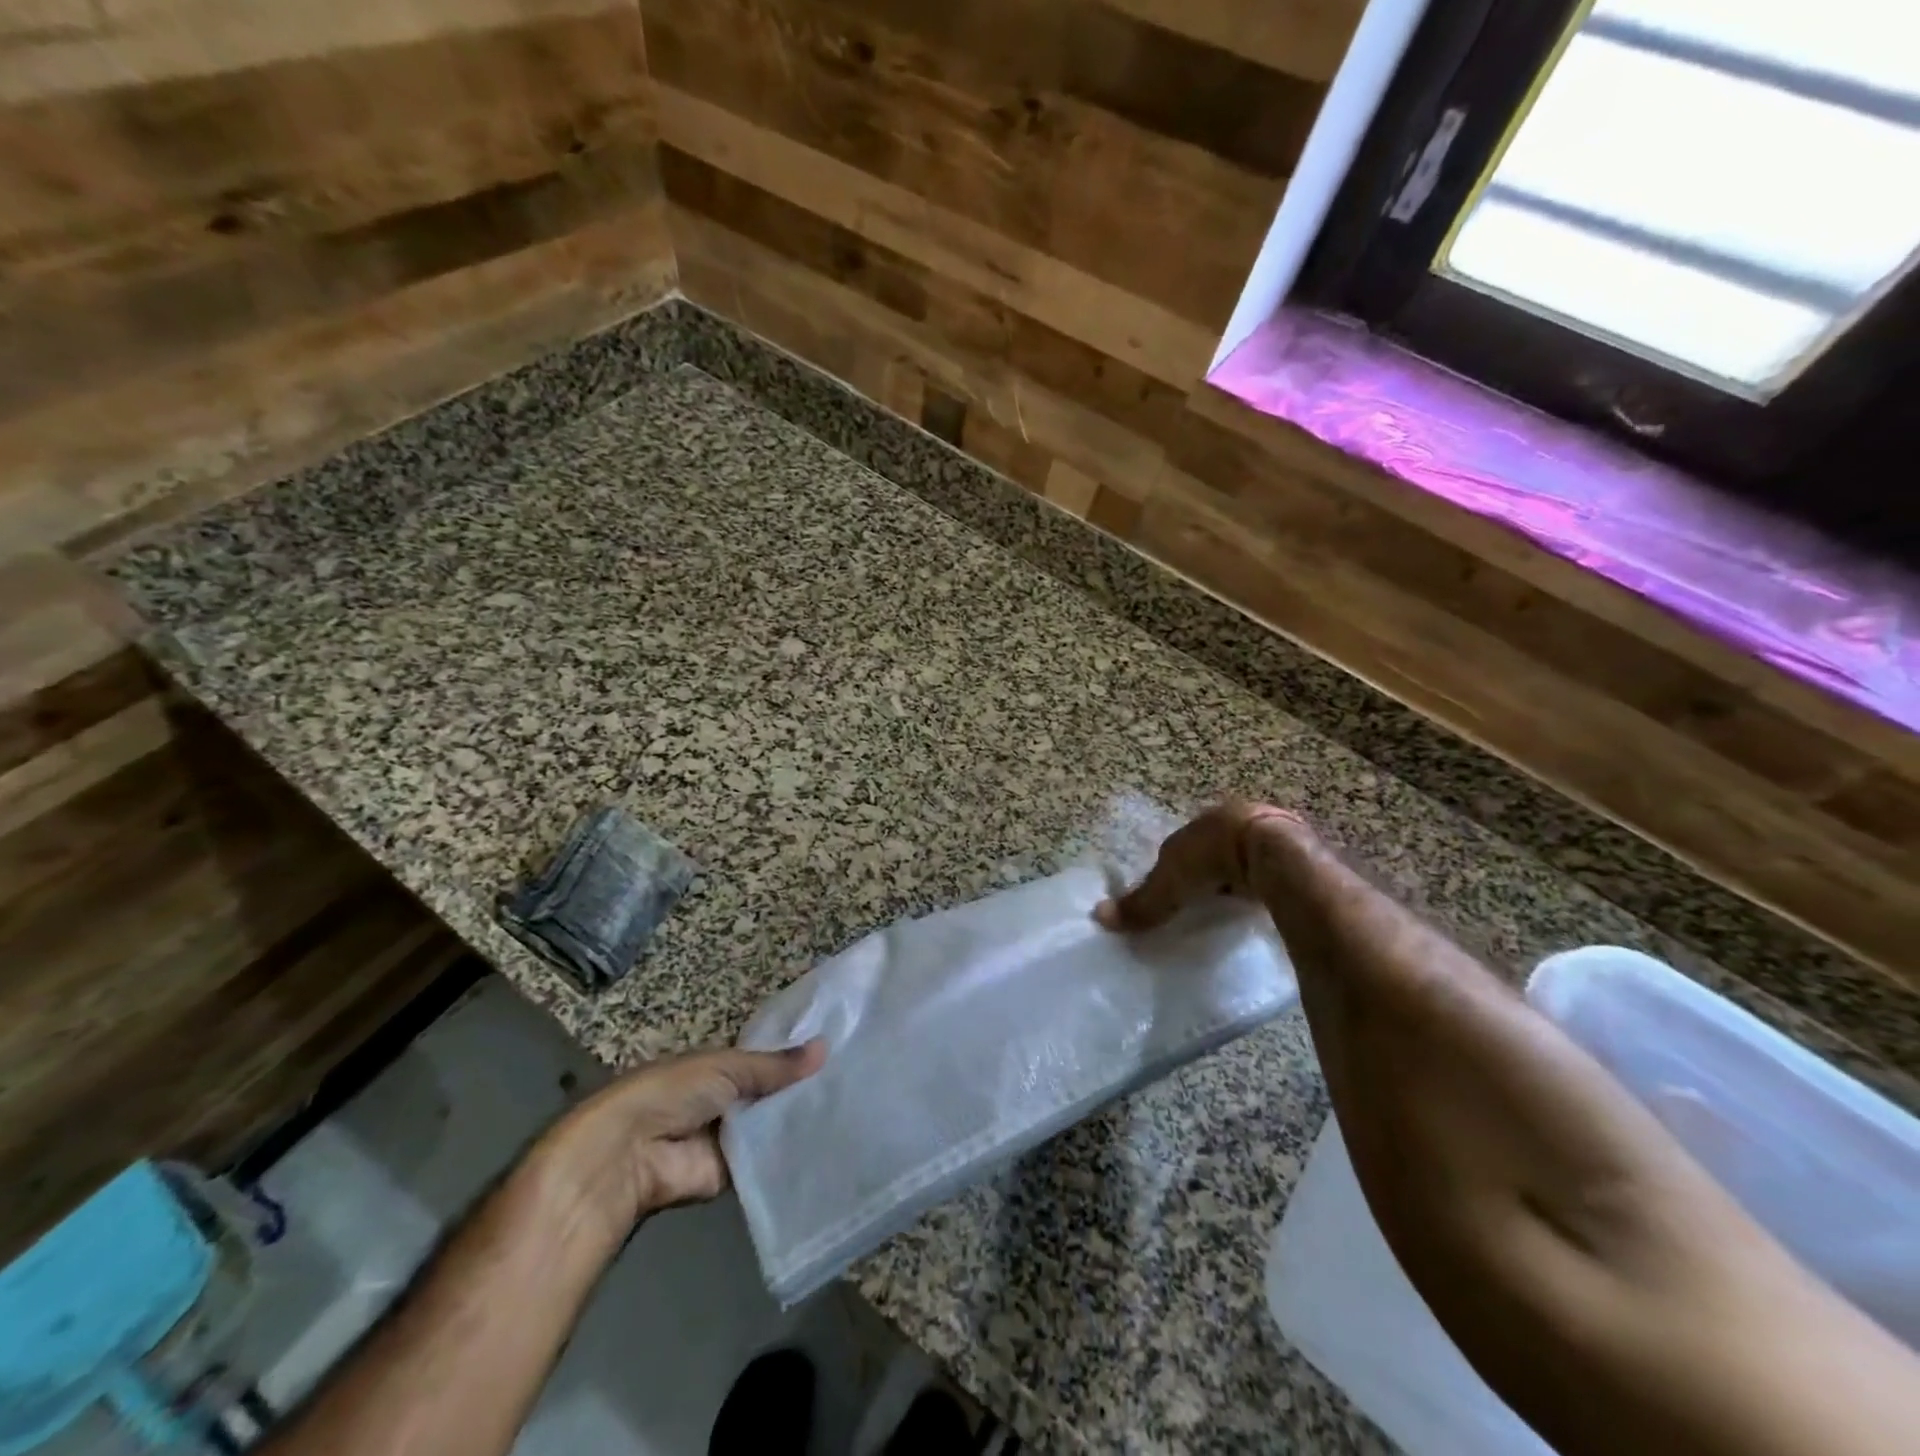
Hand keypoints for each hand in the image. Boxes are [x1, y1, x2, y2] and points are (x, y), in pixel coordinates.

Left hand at [527, 1041, 825, 1246]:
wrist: (630, 1154)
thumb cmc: (673, 1092)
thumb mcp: (727, 1067)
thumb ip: (775, 1066)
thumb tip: (825, 1047)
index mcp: (719, 1066)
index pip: (766, 1059)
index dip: (795, 1057)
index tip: (839, 1049)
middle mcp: (727, 1099)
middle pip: (772, 1093)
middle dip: (803, 1088)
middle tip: (854, 1081)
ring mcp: (730, 1137)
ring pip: (774, 1125)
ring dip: (800, 1120)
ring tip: (853, 1110)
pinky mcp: (733, 1174)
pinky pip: (768, 1160)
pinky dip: (791, 1154)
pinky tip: (830, 1146)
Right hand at [1095, 800, 1311, 931]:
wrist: (1274, 854)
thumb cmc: (1213, 857)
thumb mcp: (1170, 883)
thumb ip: (1141, 903)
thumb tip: (1098, 917)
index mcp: (1204, 821)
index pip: (1184, 844)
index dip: (1177, 867)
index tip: (1175, 892)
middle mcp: (1236, 820)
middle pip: (1216, 849)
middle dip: (1210, 871)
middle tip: (1203, 900)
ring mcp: (1271, 833)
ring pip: (1246, 858)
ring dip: (1239, 878)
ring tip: (1232, 907)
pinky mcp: (1298, 853)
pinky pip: (1273, 872)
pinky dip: (1265, 887)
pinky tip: (1261, 906)